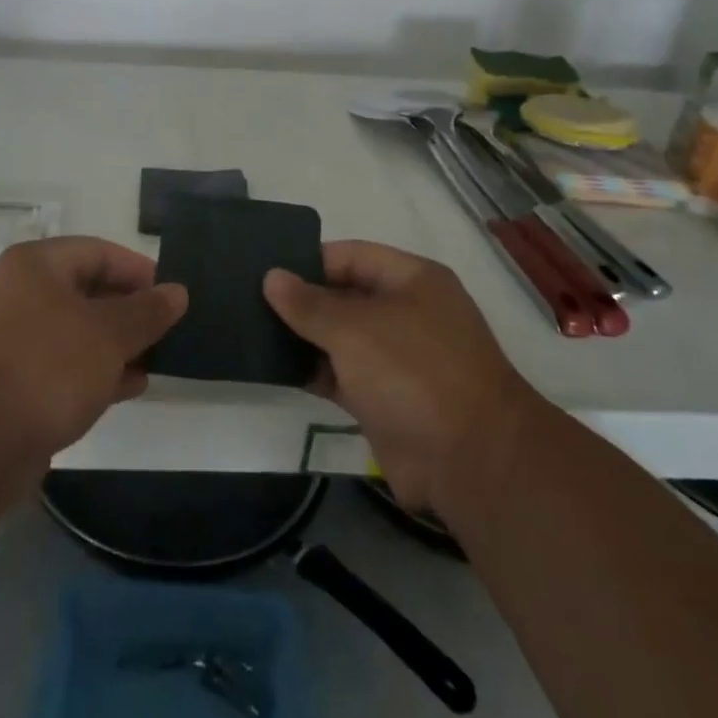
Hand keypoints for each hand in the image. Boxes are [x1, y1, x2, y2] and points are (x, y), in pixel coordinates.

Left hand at [0, 236, 185, 475]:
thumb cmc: (46, 367)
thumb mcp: (108, 334)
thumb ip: (146, 311)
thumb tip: (176, 292)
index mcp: (36, 266)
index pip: (99, 252)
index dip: (139, 271)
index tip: (172, 296)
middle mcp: (20, 295)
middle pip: (88, 291)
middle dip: (131, 311)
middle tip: (170, 330)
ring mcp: (13, 340)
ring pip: (78, 332)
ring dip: (117, 345)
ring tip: (158, 360)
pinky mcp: (13, 382)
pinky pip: (64, 366)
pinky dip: (97, 371)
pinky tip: (130, 387)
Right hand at [264, 240, 535, 515]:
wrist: (470, 462)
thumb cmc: (413, 373)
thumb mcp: (355, 329)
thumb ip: (309, 304)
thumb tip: (272, 277)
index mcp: (412, 280)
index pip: (352, 255)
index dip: (309, 260)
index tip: (265, 269)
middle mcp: (407, 313)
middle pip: (345, 295)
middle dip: (301, 299)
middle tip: (247, 299)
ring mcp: (397, 358)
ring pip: (340, 338)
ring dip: (303, 337)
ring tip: (250, 330)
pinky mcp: (385, 398)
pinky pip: (341, 374)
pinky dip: (313, 370)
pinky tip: (274, 367)